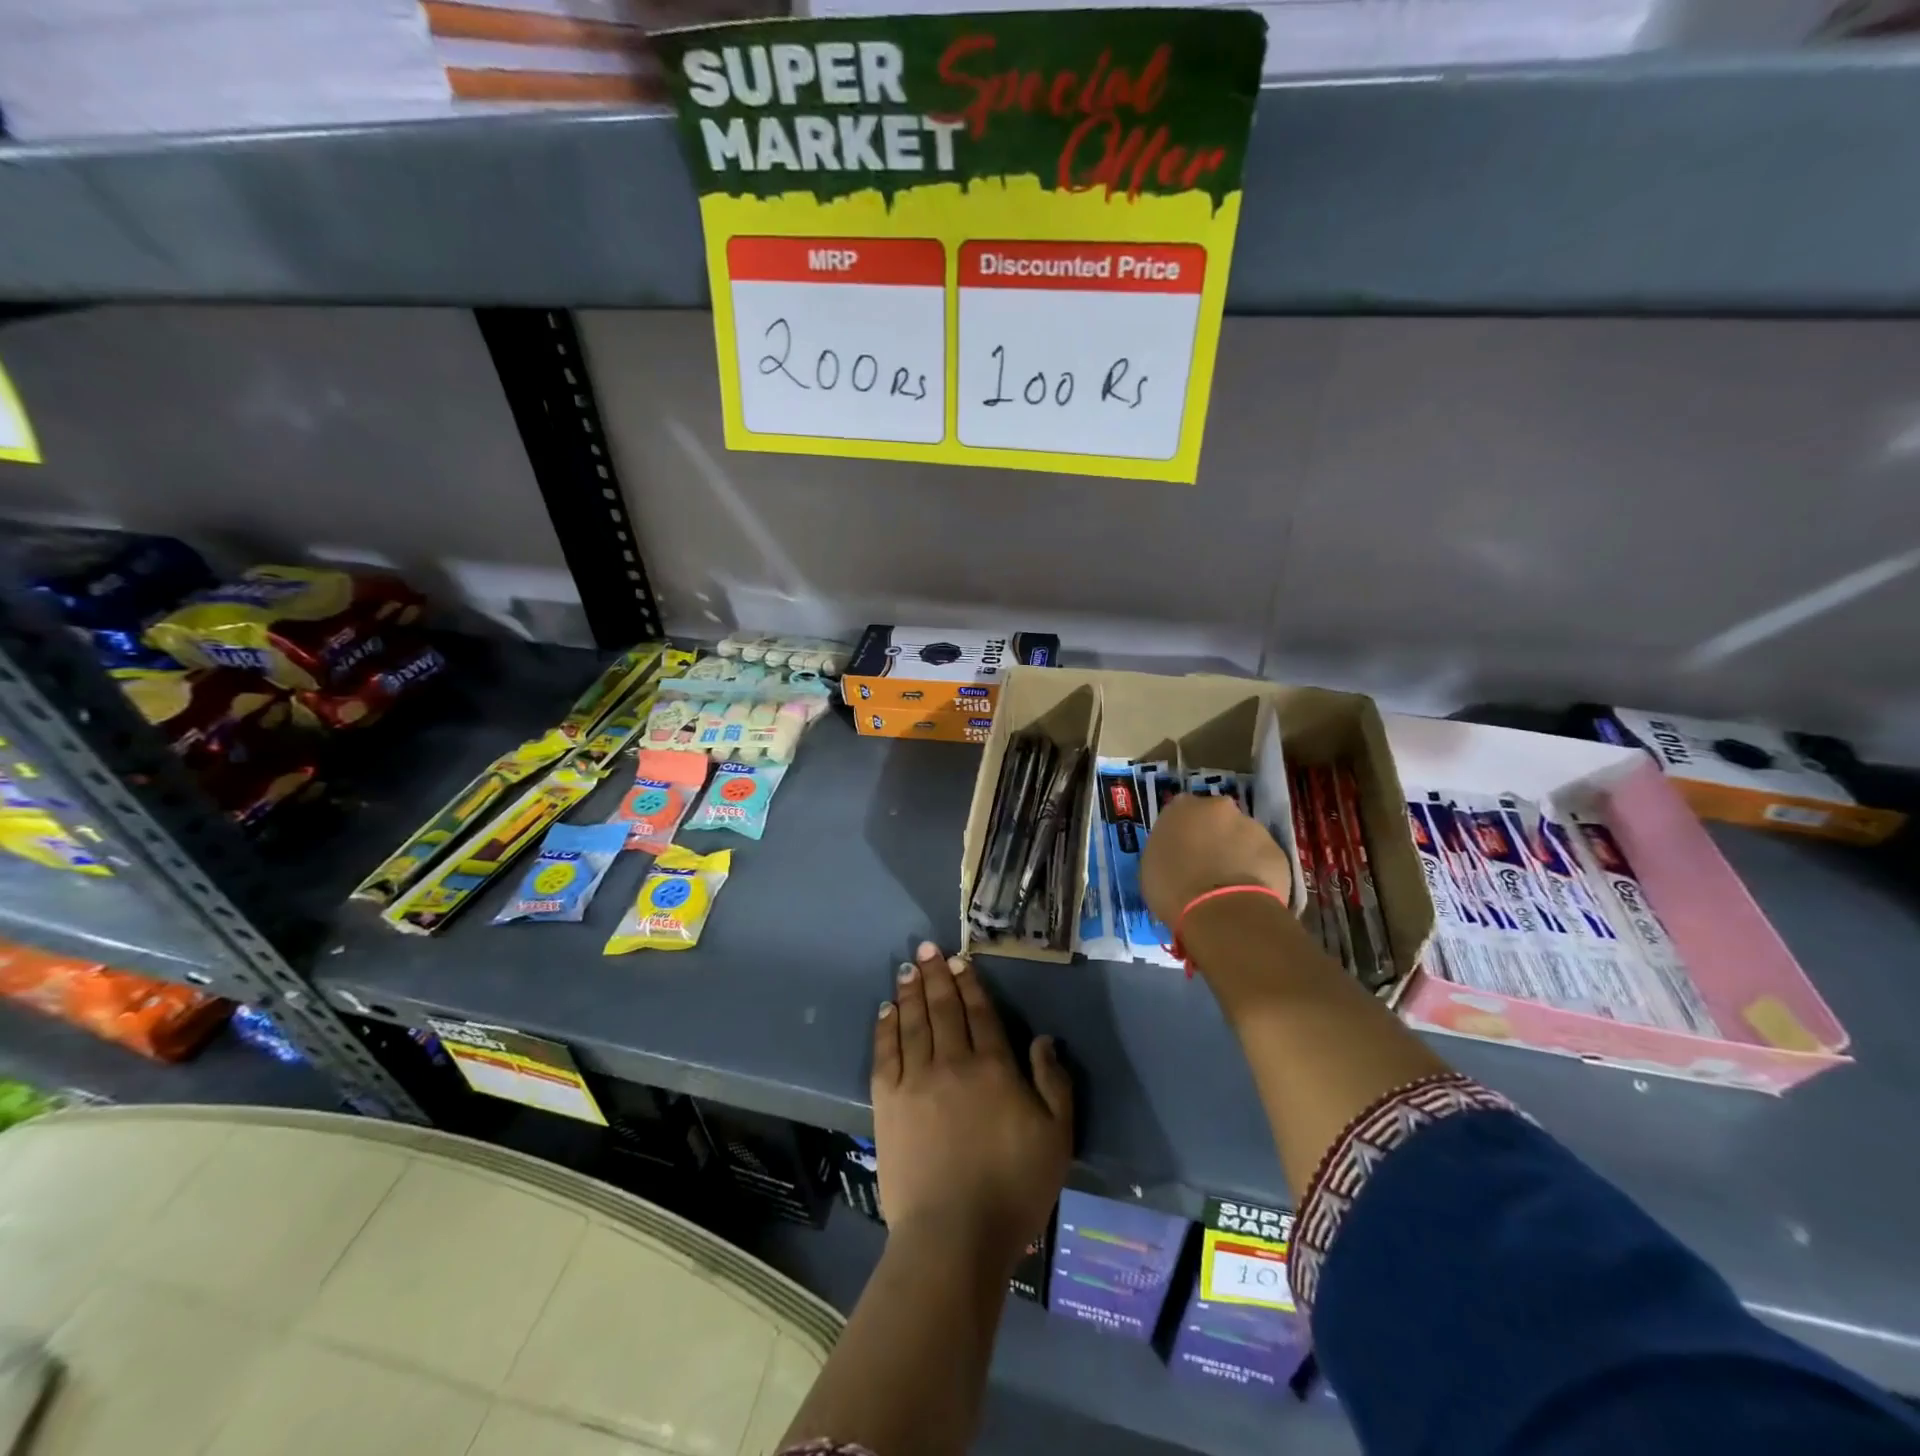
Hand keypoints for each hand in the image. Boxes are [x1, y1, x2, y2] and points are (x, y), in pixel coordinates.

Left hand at [873, 941, 1072, 1266]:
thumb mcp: (1057, 1137)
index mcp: (994, 1068)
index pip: (980, 1013)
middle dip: (936, 975)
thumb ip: (1053, 1083)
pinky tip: (886, 1010)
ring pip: (913, 1023)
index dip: (970, 983)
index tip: (960, 961)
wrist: (954, 1235)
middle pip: (944, 1008)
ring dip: (911, 992)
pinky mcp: (889, 1102)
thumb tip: (1043, 1039)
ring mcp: (917, 1080)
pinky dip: (886, 1027)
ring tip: (908, 968)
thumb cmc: (1013, 1188)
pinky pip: (886, 1053)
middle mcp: (953, 1062)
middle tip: (927, 948)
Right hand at [1140, 793, 1293, 927]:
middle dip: (1214, 837)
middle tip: (1208, 865)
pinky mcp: (1277, 850)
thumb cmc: (1173, 888)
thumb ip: (1167, 849)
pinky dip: (1257, 871)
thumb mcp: (1152, 866)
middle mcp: (1218, 807)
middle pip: (1216, 819)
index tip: (1183, 852)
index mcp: (1181, 807)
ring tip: (1230, 885)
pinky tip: (1249, 894)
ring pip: (1243, 837)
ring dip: (1237, 853)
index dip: (1183, 832)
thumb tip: (1179, 854)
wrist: (1222, 911)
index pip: (1181, 811)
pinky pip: (1263, 859)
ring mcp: (1252, 826)